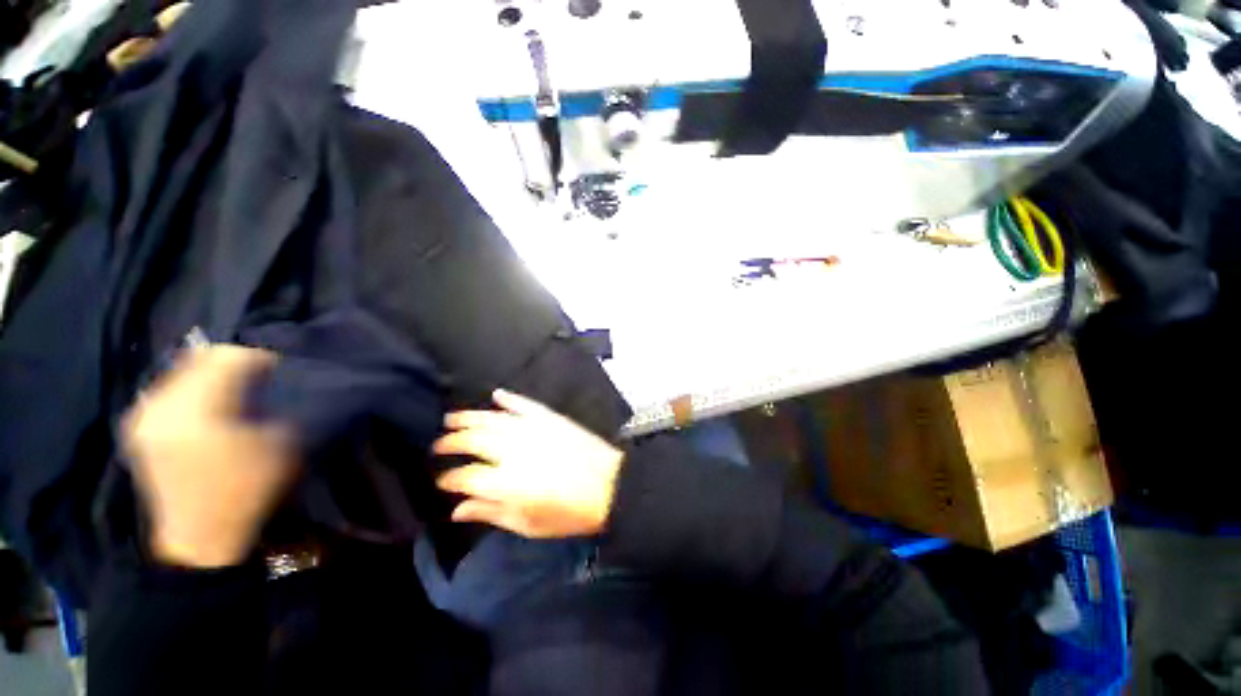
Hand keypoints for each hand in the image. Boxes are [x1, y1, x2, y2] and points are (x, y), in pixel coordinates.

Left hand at [122, 346, 294, 567]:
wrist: (198, 536)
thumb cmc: (246, 490)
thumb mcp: (278, 445)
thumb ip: (270, 404)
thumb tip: (264, 381)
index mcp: (197, 410)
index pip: (228, 357)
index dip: (258, 358)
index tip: (277, 371)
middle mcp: (162, 405)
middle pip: (200, 359)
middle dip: (233, 364)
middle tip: (257, 380)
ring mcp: (144, 414)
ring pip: (182, 371)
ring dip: (212, 376)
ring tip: (233, 393)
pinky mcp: (138, 425)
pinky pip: (169, 389)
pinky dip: (193, 389)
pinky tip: (207, 407)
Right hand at [433, 390, 623, 538]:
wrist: (610, 485)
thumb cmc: (570, 513)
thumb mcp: (528, 524)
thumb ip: (491, 513)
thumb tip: (458, 510)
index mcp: (506, 482)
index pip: (465, 476)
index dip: (449, 479)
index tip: (441, 482)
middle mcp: (514, 450)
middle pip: (472, 440)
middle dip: (450, 443)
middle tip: (439, 446)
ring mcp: (533, 429)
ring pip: (493, 418)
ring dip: (469, 417)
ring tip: (451, 419)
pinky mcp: (550, 418)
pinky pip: (525, 404)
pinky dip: (509, 399)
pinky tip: (496, 395)